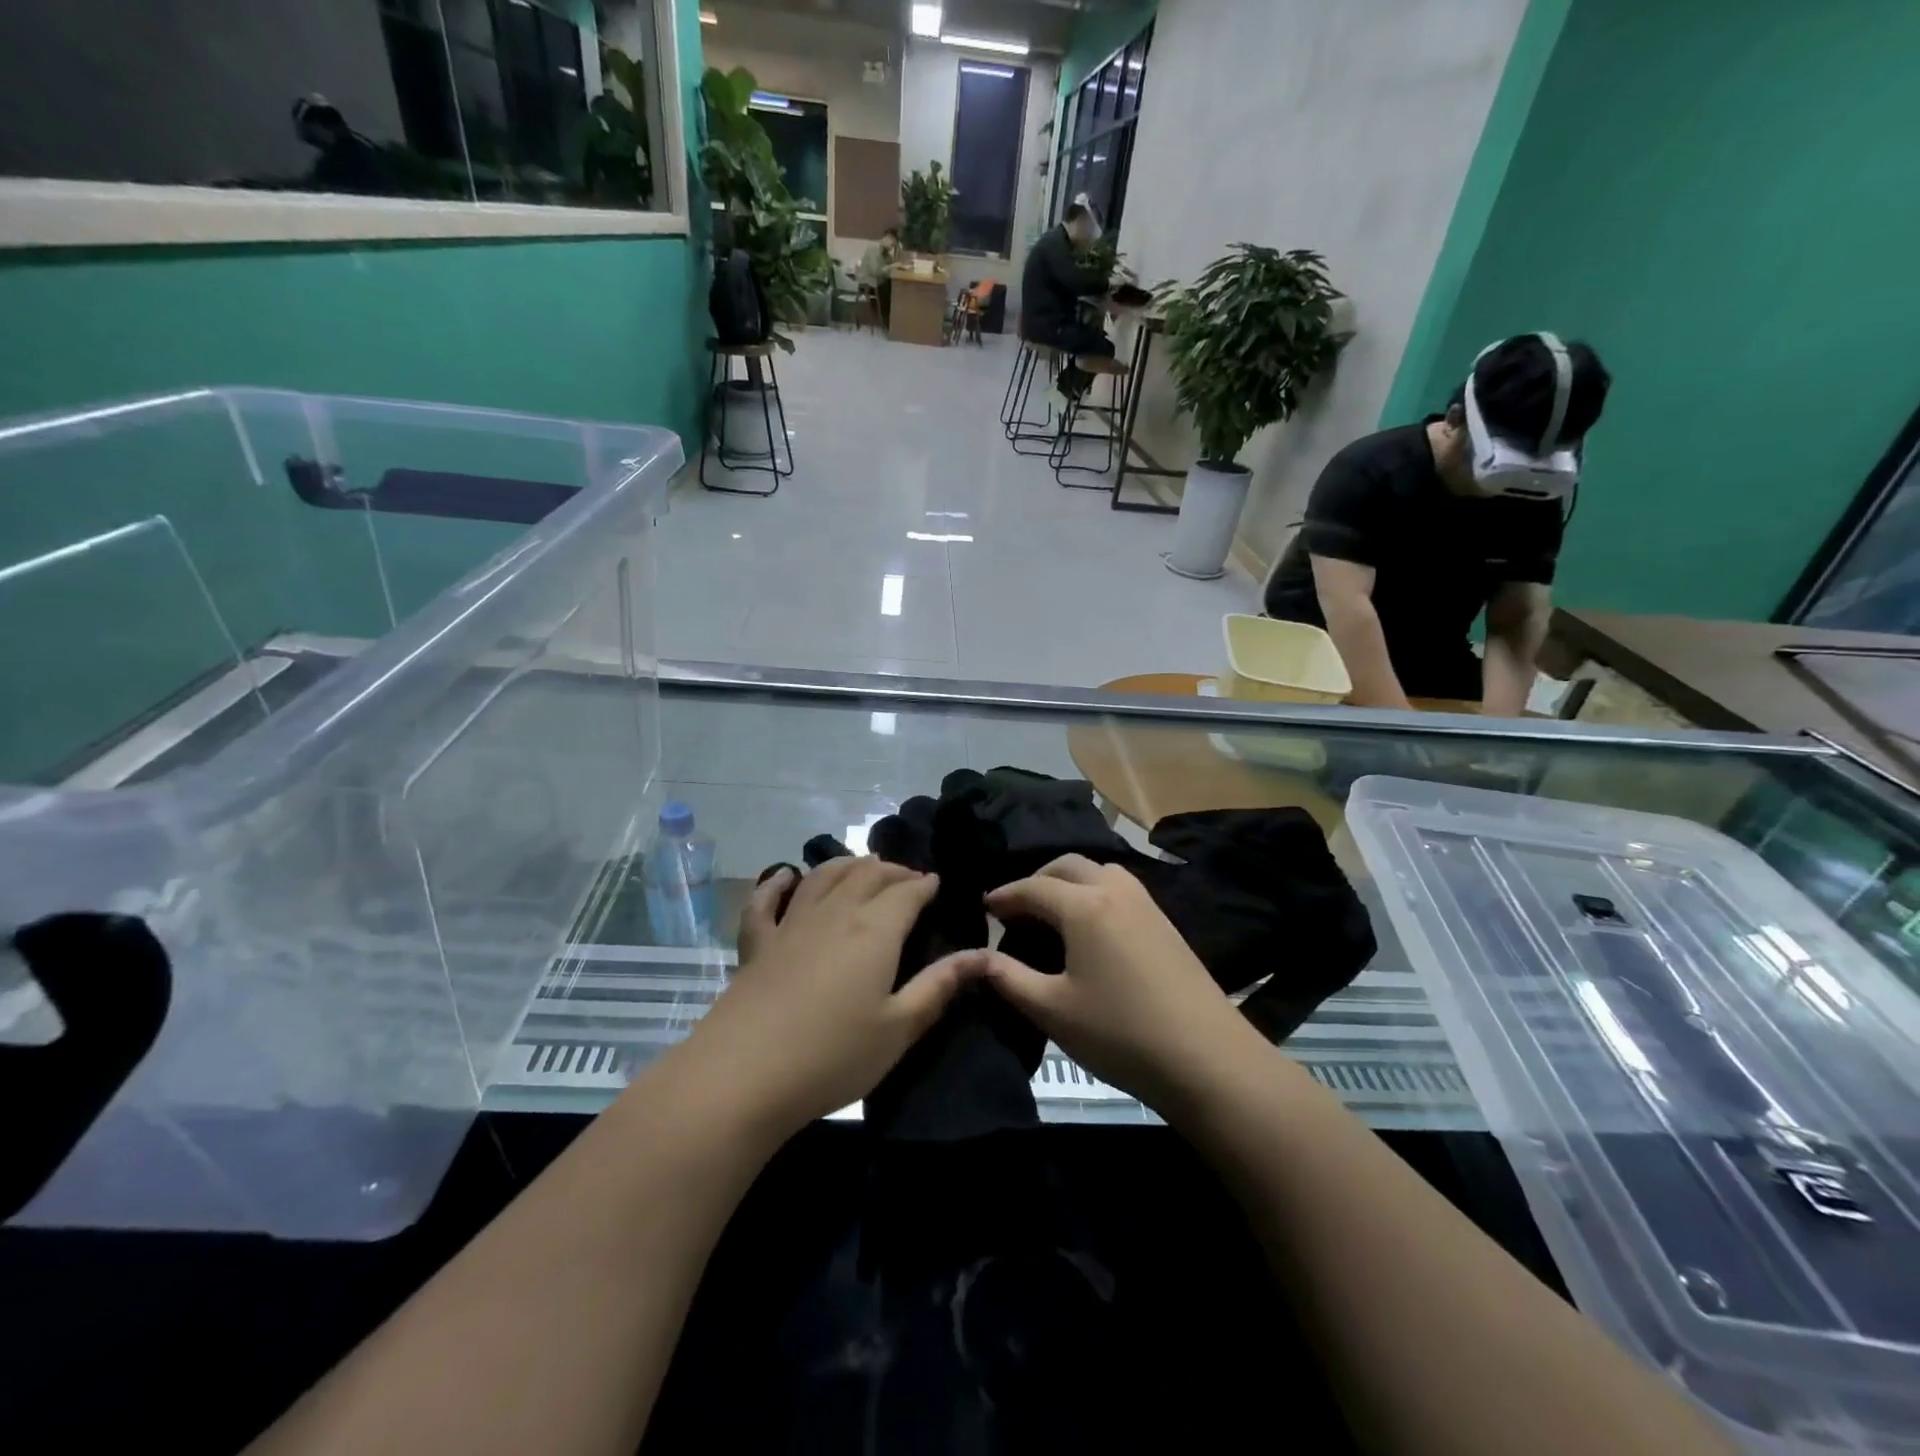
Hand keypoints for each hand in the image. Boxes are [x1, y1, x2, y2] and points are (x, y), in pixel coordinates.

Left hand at [686, 857, 973, 1140]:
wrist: (744, 1075)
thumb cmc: (833, 1056)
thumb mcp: (899, 1029)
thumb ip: (939, 987)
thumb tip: (982, 955)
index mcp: (875, 930)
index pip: (907, 892)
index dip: (925, 884)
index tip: (937, 883)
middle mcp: (835, 913)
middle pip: (867, 874)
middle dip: (892, 870)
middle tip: (908, 878)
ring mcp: (791, 924)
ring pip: (823, 876)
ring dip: (847, 865)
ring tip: (862, 866)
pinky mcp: (757, 943)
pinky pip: (766, 901)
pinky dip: (778, 883)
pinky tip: (785, 876)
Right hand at [977, 855, 1260, 1112]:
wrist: (1207, 1059)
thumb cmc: (1119, 1033)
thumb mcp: (1052, 1010)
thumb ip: (1008, 978)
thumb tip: (975, 958)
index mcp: (1083, 906)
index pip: (1033, 887)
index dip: (1004, 895)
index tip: (984, 908)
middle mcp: (1115, 890)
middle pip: (1067, 865)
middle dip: (1036, 879)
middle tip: (1016, 908)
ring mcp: (1146, 904)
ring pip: (1099, 871)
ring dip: (1070, 881)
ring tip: (1053, 912)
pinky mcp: (1165, 922)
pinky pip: (1120, 888)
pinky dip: (1095, 892)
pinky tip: (1092, 927)